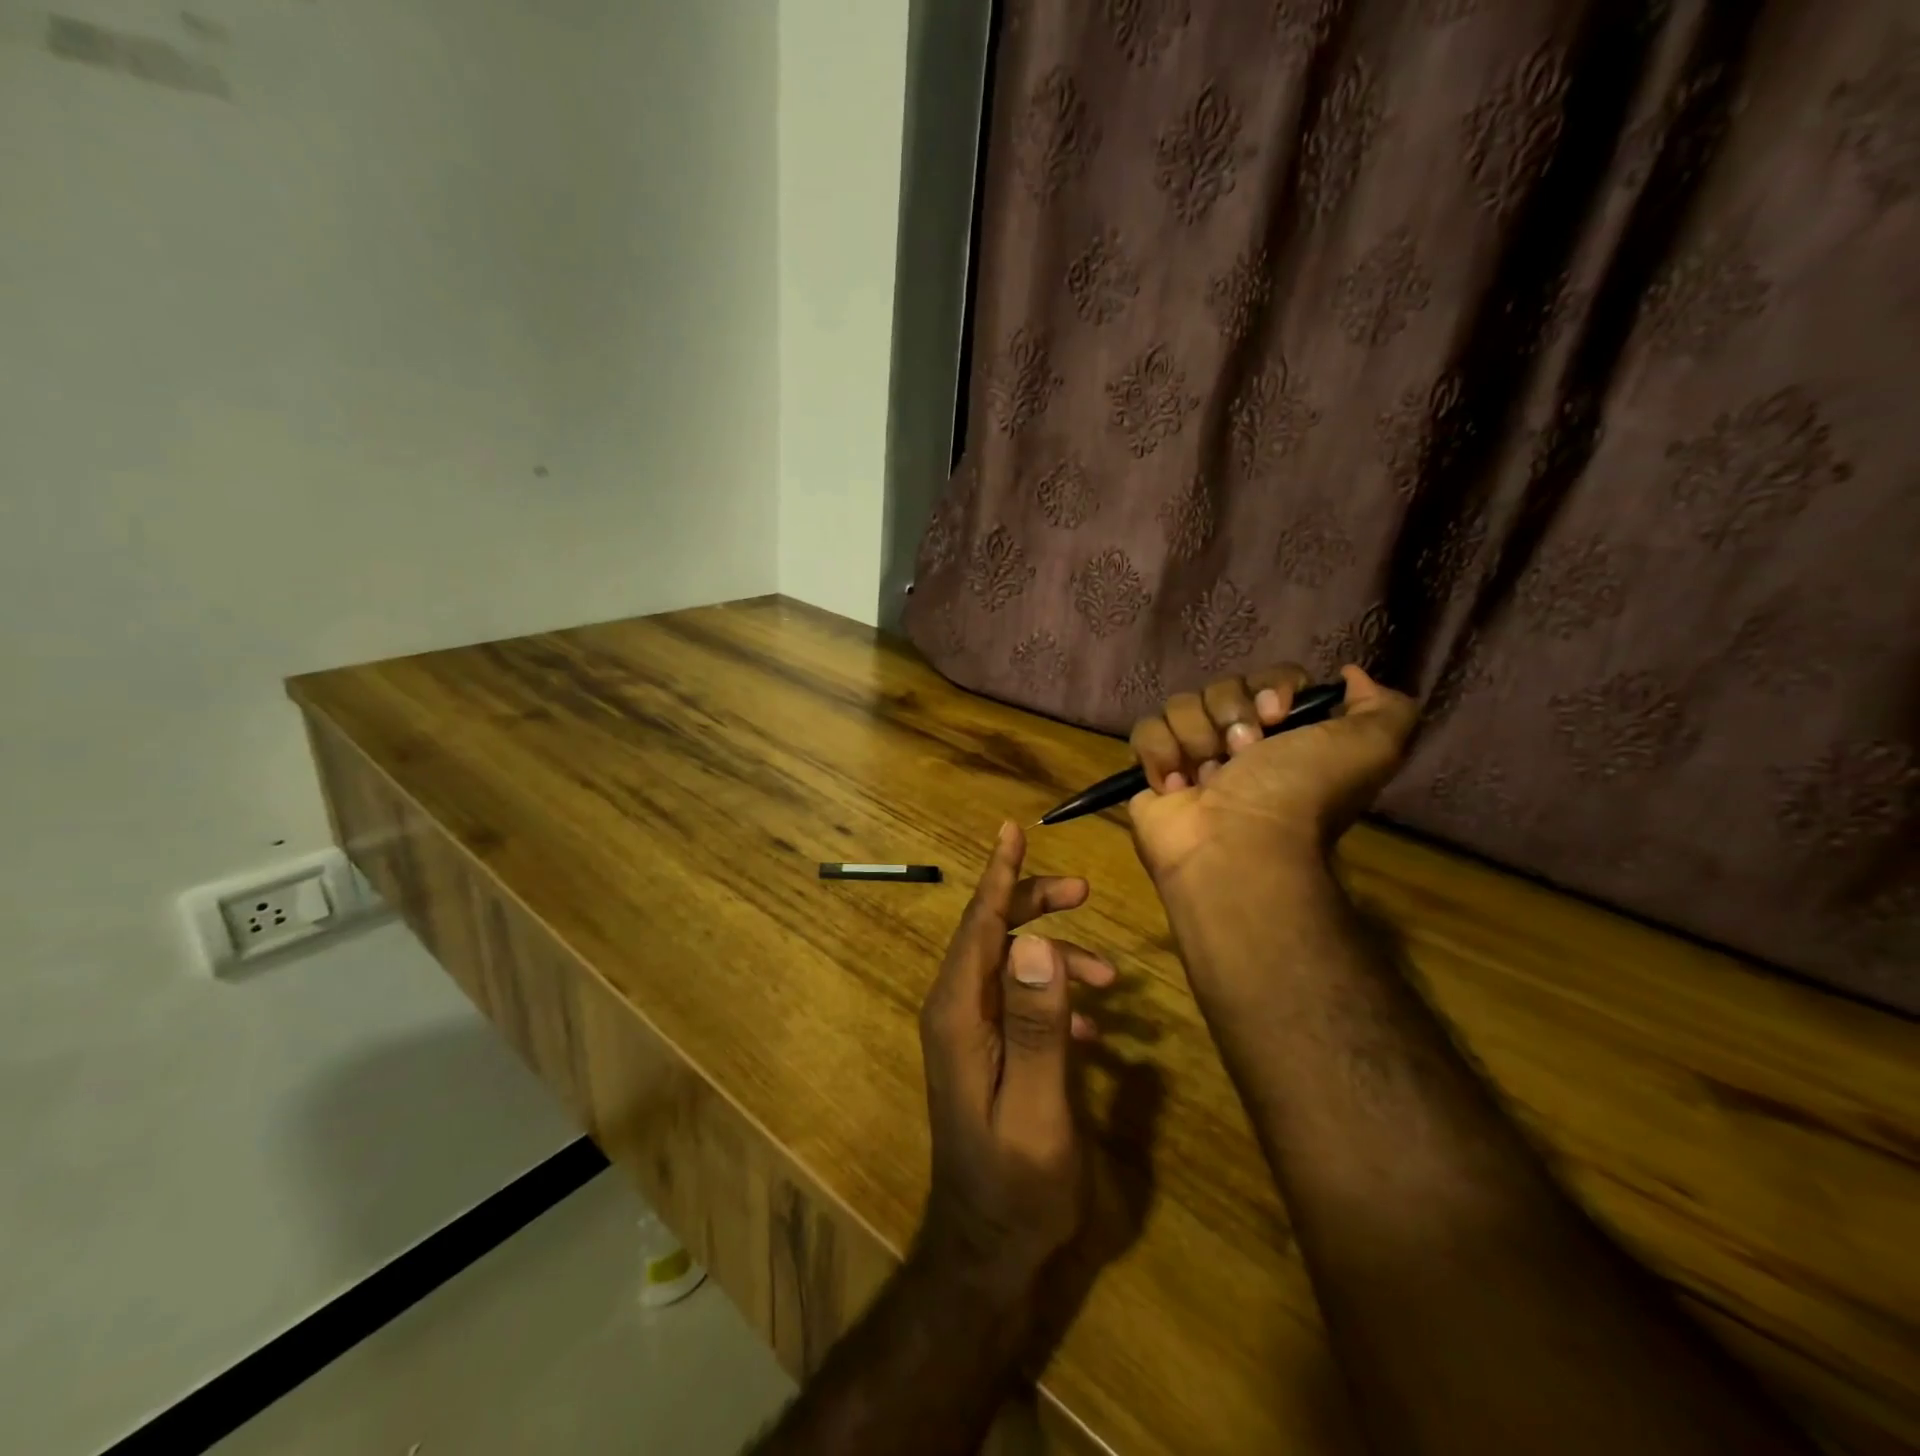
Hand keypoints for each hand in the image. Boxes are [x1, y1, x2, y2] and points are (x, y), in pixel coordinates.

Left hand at [916, 822, 1115, 1290]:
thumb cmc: (1016, 1187)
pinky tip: (1092, 1028)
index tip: (1011, 830)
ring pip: (1011, 967)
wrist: (989, 1255)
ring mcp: (970, 1034)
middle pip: (992, 935)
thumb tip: (1036, 942)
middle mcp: (957, 1013)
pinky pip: (1021, 1003)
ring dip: (1056, 959)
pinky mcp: (989, 1054)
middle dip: (1034, 906)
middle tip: (1082, 892)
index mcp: (958, 1014)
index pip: (978, 925)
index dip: (997, 875)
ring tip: (1110, 978)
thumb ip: (1036, 1025)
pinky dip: (1054, 999)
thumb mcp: (1037, 1108)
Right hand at [1127, 662, 1418, 890]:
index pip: (1268, 678)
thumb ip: (1384, 707)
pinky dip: (1160, 755)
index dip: (1270, 688)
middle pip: (1221, 687)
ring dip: (1196, 738)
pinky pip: (1145, 731)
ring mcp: (1191, 755)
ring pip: (1180, 705)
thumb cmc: (1297, 794)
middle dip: (1230, 715)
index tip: (1277, 715)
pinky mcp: (1151, 770)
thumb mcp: (1372, 747)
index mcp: (1286, 734)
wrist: (1236, 844)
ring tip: (1207, 778)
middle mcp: (1238, 741)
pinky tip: (1176, 786)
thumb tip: (1349, 675)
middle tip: (1242, 754)